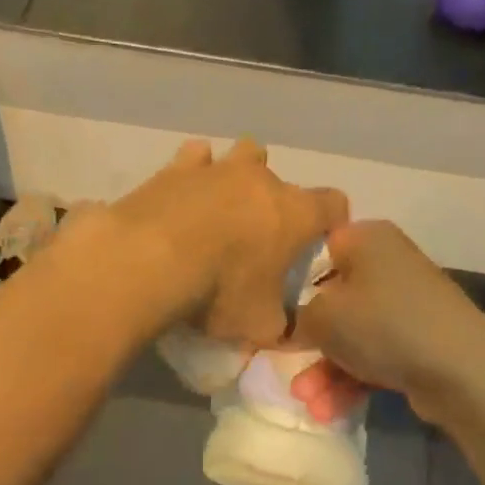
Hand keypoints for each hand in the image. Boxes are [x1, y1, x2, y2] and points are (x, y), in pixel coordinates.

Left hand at [94, 140, 348, 345]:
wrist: (150, 260)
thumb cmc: (219, 291)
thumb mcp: (261, 325)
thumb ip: (281, 325)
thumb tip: (286, 329)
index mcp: (297, 213)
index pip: (334, 204)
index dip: (332, 221)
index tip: (317, 242)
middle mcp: (263, 180)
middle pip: (284, 180)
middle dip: (277, 205)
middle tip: (259, 237)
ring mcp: (219, 168)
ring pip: (244, 154)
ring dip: (240, 175)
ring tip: (225, 205)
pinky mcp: (177, 167)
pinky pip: (196, 156)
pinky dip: (195, 170)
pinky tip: (185, 191)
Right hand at [291, 221, 484, 418]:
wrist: (463, 371)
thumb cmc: (384, 325)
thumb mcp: (322, 316)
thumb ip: (295, 316)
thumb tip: (289, 324)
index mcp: (366, 240)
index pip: (315, 249)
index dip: (288, 280)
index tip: (270, 311)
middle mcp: (388, 264)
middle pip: (332, 298)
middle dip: (308, 341)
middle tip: (286, 366)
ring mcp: (406, 304)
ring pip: (351, 334)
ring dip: (325, 371)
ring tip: (308, 403)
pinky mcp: (418, 340)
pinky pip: (374, 355)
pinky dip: (351, 380)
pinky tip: (329, 411)